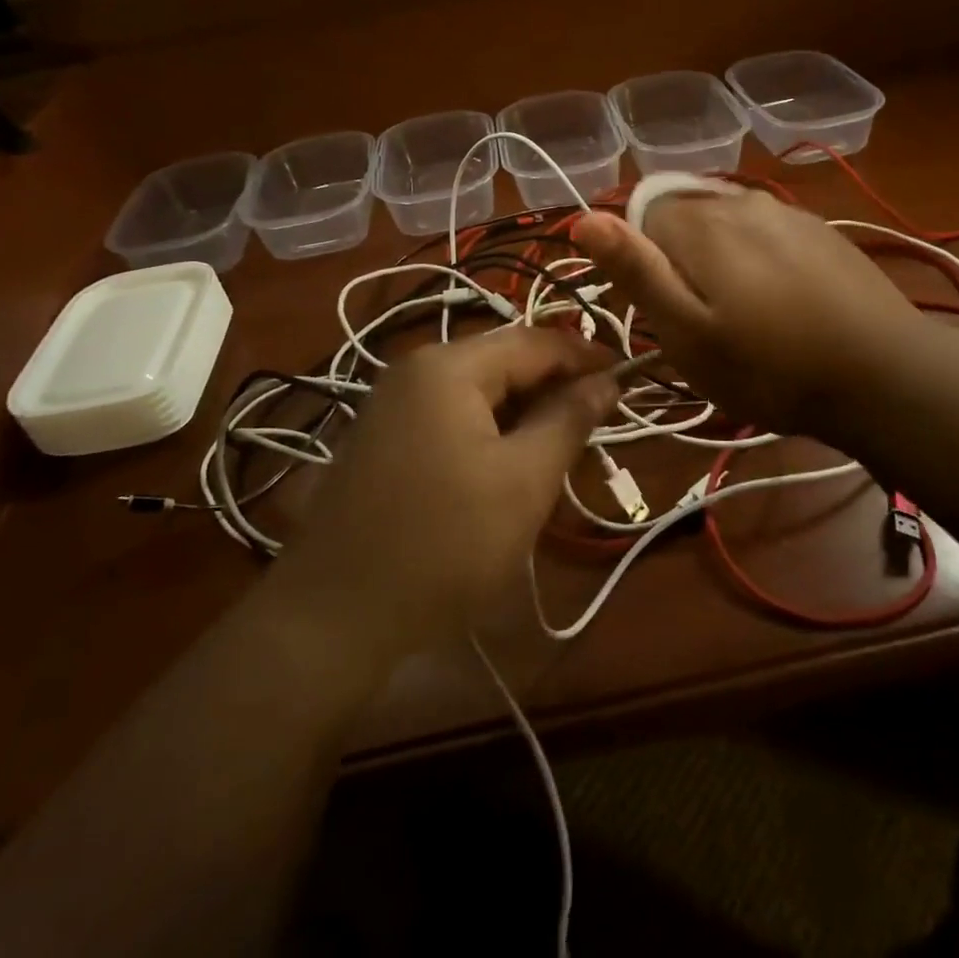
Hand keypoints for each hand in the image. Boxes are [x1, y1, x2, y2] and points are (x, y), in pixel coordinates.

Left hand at [268, 328, 617, 666]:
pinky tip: (508, 467)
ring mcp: (391, 403)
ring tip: (560, 449)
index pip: (535, 341)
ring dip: (523, 413)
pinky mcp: (382, 438)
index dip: (586, 356)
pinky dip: (489, 431)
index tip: (628, 378)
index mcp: (449, 366)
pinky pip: (450, 416)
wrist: (331, 617)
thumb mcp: (524, 481)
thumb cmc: (443, 544)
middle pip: (503, 361)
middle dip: (554, 388)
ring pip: (478, 391)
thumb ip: (568, 420)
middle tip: (598, 423)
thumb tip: (607, 381)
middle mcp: (415, 369)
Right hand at [573, 190, 926, 438]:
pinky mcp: (819, 229)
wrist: (884, 374)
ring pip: (723, 223)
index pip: (638, 216)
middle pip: (681, 216)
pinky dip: (755, 258)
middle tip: (699, 322)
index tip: (658, 311)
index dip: (637, 262)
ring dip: (717, 259)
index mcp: (698, 222)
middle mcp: (738, 200)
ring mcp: (785, 211)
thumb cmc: (770, 366)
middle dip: (677, 259)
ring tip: (741, 316)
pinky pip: (763, 232)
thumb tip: (584, 217)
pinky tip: (779, 302)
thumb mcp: (687, 333)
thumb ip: (636, 271)